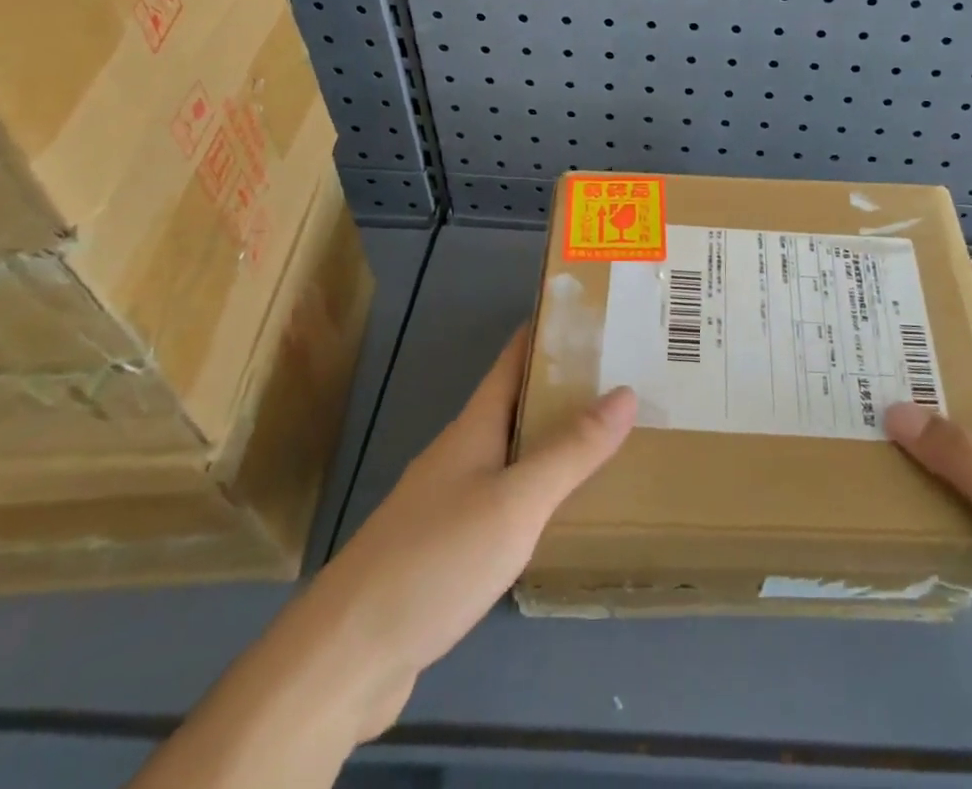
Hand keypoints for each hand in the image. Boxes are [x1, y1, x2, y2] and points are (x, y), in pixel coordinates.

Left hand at [312, 330, 635, 739]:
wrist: (346, 656)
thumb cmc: (434, 560)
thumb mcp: (516, 502)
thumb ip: (571, 450)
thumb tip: (625, 391)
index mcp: (474, 427)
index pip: (515, 358)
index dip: (550, 331)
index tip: (597, 315)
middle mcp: (460, 454)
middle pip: (517, 404)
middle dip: (565, 387)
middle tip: (625, 379)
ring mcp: (448, 501)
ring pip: (512, 454)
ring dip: (554, 441)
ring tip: (609, 438)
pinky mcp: (446, 548)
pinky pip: (504, 500)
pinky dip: (537, 492)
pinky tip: (561, 513)